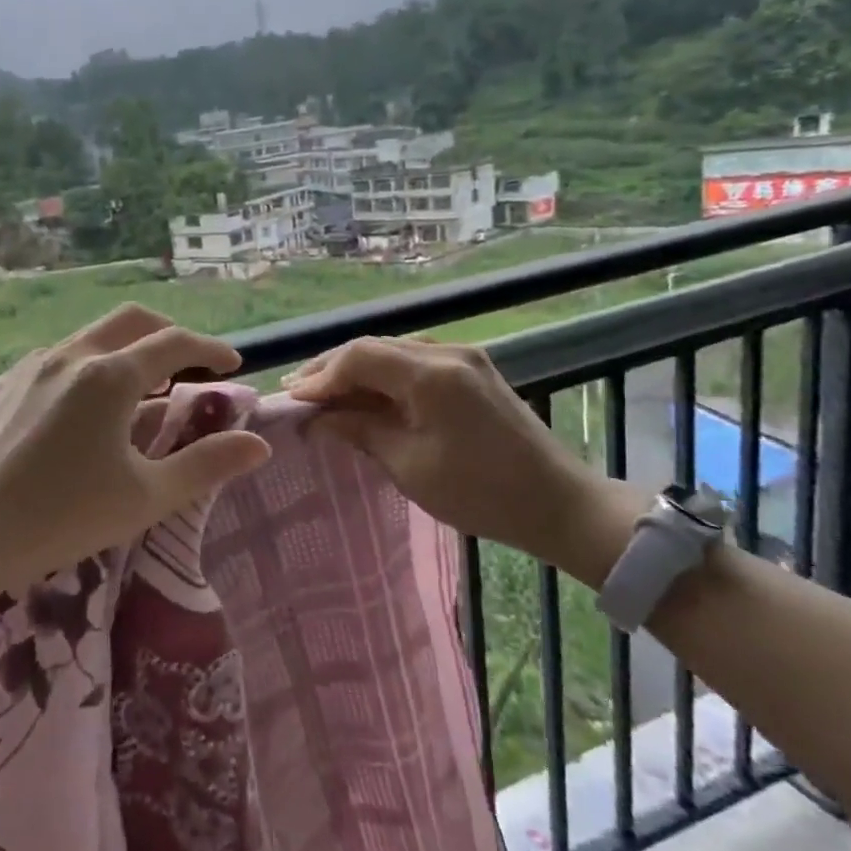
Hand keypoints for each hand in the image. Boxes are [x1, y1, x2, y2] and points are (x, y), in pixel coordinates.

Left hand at [0, 304, 270, 598]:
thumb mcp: (146, 497)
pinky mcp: (0, 386)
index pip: (175, 344)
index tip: (233, 364)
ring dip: (126, 350)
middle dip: (169, 333)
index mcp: (110, 376)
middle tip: (190, 362)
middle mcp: (70, 355)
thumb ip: (206, 465)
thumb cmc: (62, 517)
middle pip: (131, 321)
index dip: (210, 349)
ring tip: (140, 389)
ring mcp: (29, 367)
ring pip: (90, 338)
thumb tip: (259, 445)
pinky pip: (56, 360)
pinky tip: (82, 408)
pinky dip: (87, 367)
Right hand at [285, 336, 636, 580]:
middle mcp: (447, 352)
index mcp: (432, 374)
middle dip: (333, 369)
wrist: (557, 503)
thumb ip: (359, 431)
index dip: (321, 375)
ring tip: (324, 395)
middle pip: (375, 347)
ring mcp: (464, 357)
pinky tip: (367, 395)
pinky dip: (385, 376)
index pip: (360, 356)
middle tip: (298, 394)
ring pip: (394, 351)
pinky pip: (415, 361)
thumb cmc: (480, 492)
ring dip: (357, 370)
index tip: (292, 400)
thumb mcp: (409, 465)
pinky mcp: (473, 371)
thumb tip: (317, 418)